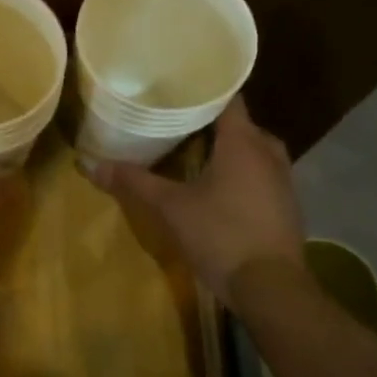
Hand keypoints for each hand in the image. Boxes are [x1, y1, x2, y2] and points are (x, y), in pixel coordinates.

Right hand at [85, 98, 304, 301]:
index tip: (178, 88)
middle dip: (212, 122)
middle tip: (177, 122)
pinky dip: (241, 172)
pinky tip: (216, 187)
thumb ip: (134, 181)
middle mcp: (269, 154)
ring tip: (193, 152)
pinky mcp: (286, 206)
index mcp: (243, 143)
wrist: (271, 287)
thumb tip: (90, 164)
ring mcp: (283, 181)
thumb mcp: (170, 207)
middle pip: (241, 125)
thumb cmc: (220, 234)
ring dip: (228, 150)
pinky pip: (261, 175)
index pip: (229, 99)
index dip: (205, 90)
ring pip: (254, 151)